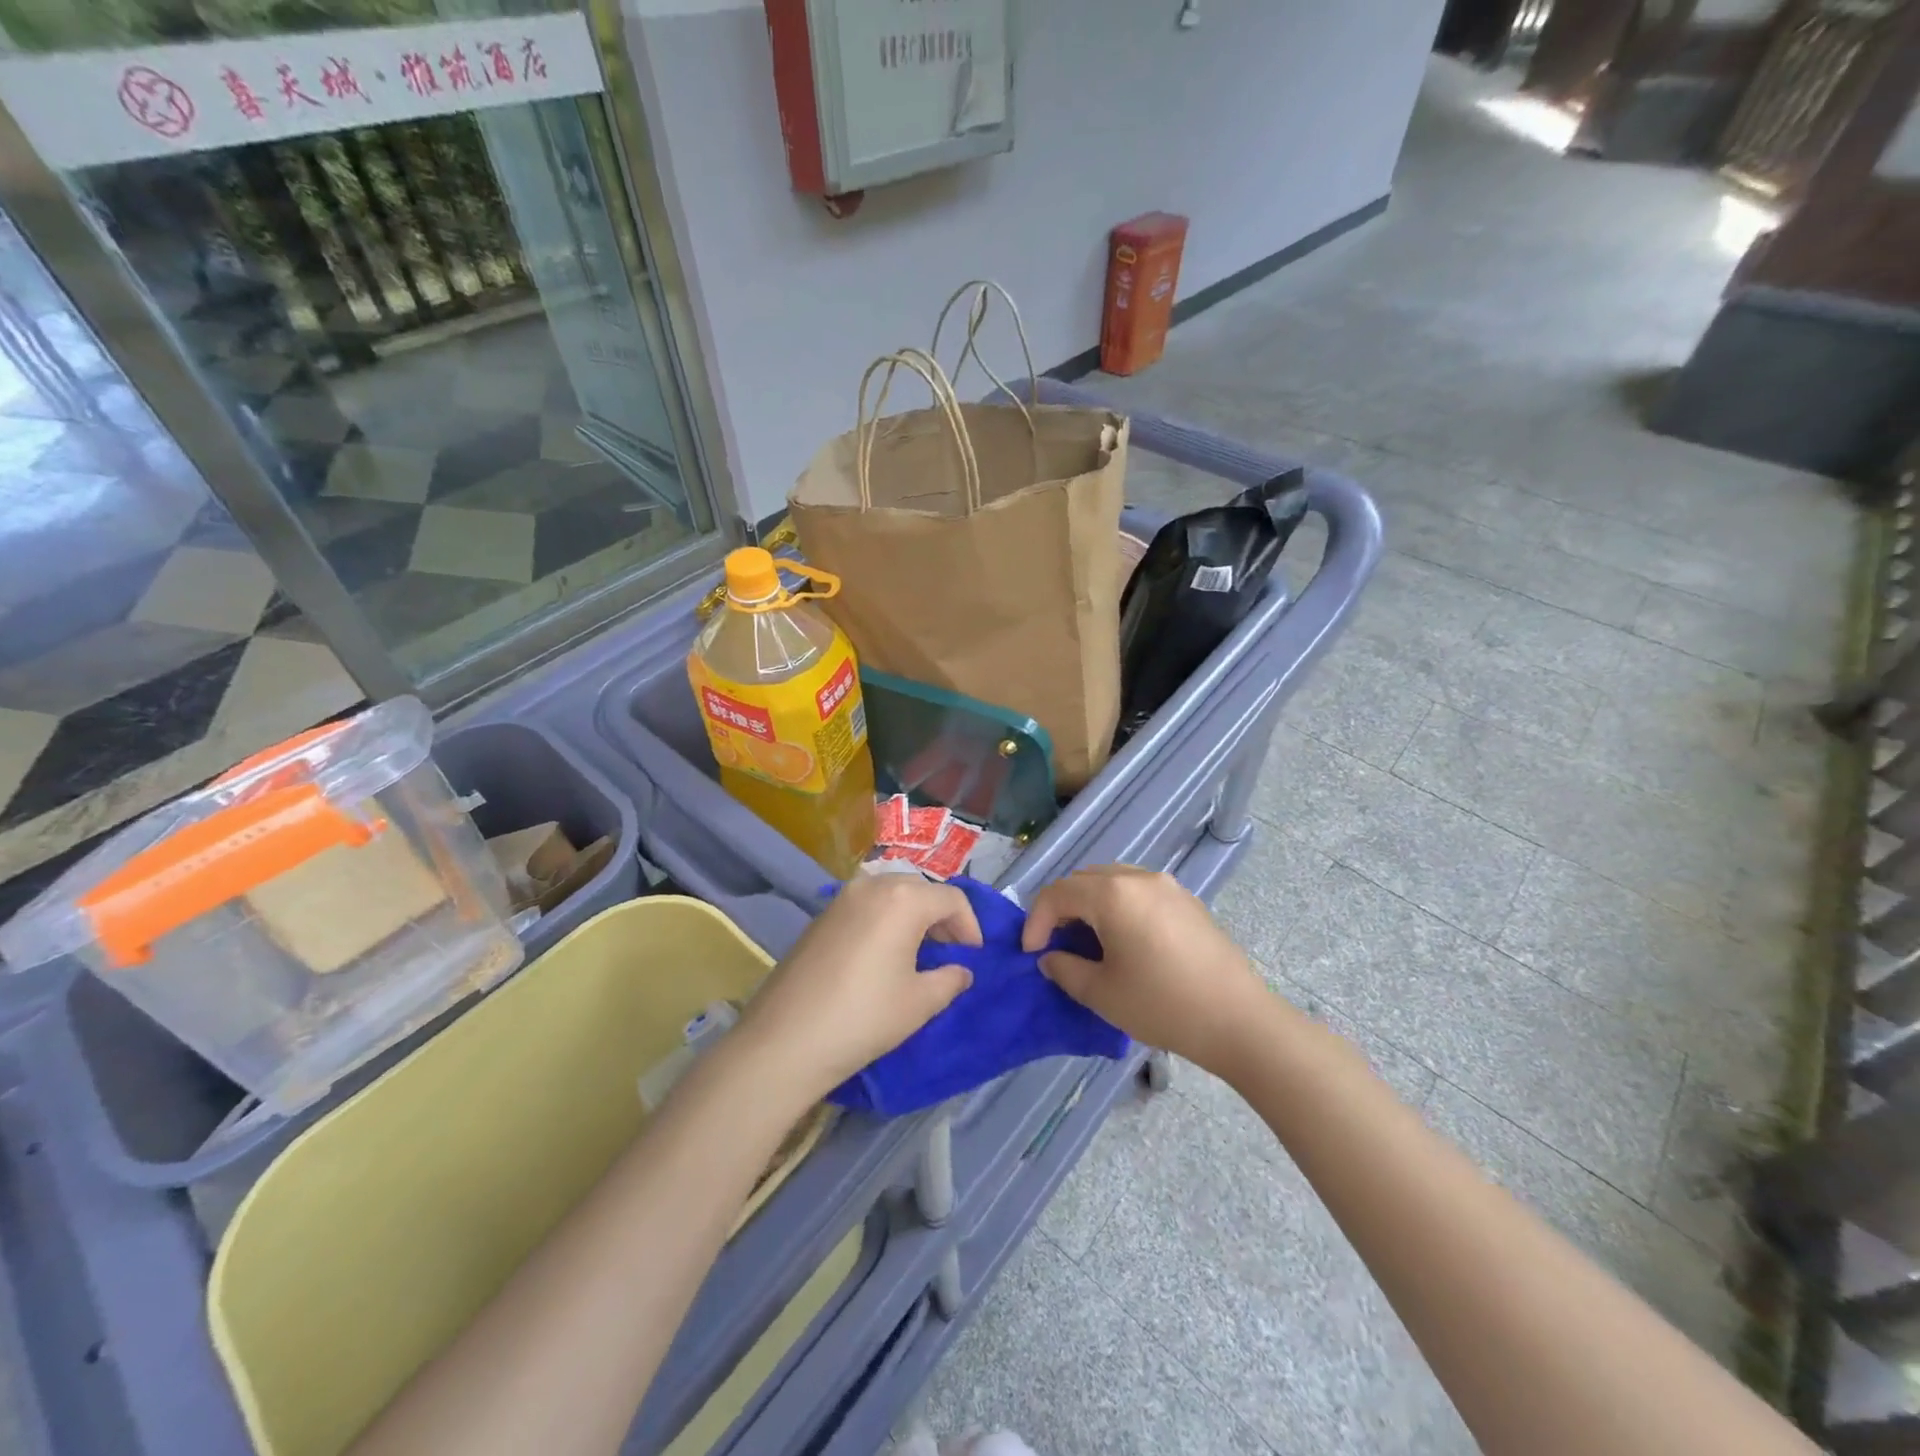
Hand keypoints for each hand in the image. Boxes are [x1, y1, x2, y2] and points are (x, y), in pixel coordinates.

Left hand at [734, 875, 978, 1102]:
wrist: (785, 1040)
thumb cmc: (864, 1017)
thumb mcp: (920, 1002)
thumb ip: (950, 979)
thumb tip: (961, 971)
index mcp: (903, 898)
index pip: (952, 899)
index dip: (970, 926)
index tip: (974, 957)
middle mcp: (873, 885)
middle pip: (921, 890)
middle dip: (942, 917)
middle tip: (950, 952)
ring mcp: (842, 898)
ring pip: (892, 893)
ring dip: (913, 916)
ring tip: (919, 953)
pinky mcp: (821, 915)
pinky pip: (866, 905)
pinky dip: (885, 920)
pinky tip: (883, 955)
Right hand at [1021, 865, 1271, 1074]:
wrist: (1238, 1020)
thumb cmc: (1162, 1005)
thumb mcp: (1101, 993)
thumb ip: (1065, 969)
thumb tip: (1051, 957)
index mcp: (1112, 894)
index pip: (1058, 893)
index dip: (1036, 921)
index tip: (1032, 953)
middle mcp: (1138, 878)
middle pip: (1084, 879)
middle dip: (1062, 908)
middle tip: (1055, 943)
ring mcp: (1167, 885)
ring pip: (1112, 881)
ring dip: (1090, 904)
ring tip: (1087, 941)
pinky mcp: (1187, 900)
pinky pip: (1138, 890)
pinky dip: (1118, 906)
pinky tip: (1124, 940)